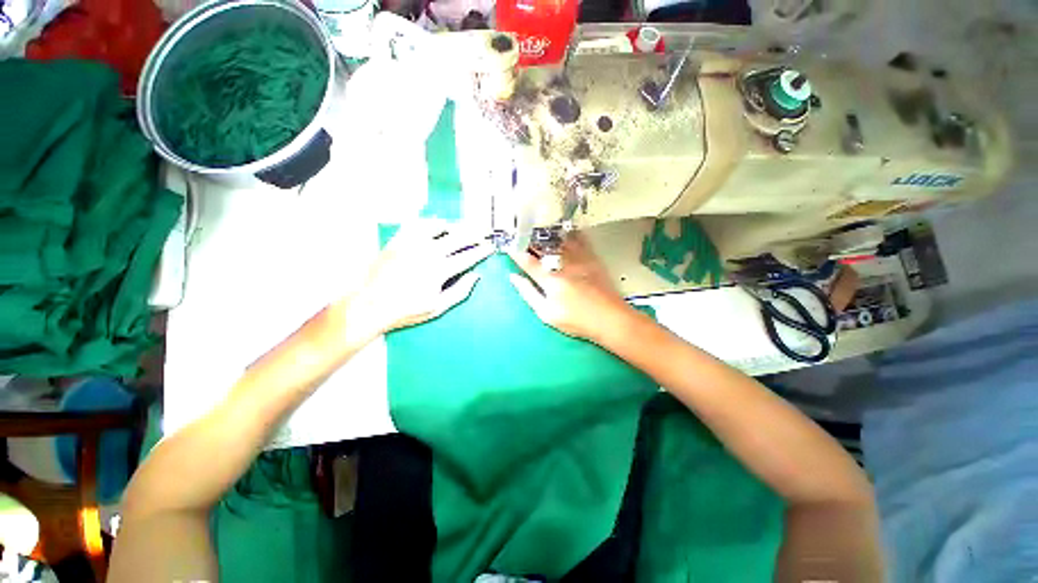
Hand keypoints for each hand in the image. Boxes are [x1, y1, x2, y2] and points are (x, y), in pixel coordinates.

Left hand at [343, 220, 492, 345]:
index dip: (482, 251)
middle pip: (458, 237)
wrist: (370, 304)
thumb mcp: (438, 307)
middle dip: (475, 233)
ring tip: (462, 228)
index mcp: (440, 270)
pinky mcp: (398, 240)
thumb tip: (476, 276)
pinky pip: (416, 223)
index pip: (468, 256)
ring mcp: (411, 243)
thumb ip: (460, 291)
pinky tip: (436, 224)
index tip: (490, 247)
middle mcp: (428, 252)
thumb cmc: (406, 310)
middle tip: (484, 232)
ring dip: (454, 225)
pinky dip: (430, 221)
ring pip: (439, 226)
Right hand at [509, 233, 635, 342]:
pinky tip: (565, 232)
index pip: (527, 260)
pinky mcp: (592, 258)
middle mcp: (563, 264)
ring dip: (547, 235)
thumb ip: (528, 293)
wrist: (610, 319)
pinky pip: (579, 239)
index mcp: (549, 278)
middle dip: (530, 240)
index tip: (508, 246)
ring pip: (559, 239)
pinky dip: (569, 234)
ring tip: (539, 232)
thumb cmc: (577, 320)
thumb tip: (514, 278)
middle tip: (522, 237)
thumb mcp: (547, 314)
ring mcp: (579, 258)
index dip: (515, 251)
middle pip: (543, 246)